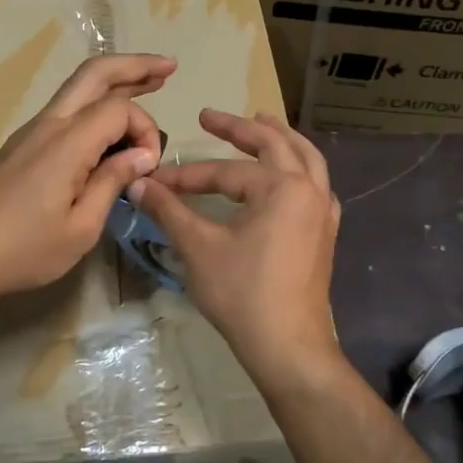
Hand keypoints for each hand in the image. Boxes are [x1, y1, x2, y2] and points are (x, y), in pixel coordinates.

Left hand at [0, 53, 172, 301]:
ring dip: (116, 81)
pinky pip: (67, 109)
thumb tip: (141, 155)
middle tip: (169, 66)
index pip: (119, 109)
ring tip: (151, 82)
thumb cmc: (23, 248)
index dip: (145, 130)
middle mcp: (50, 124)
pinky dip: (97, 103)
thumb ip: (112, 183)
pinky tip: (112, 122)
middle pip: (94, 74)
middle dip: (135, 65)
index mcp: (67, 143)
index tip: (148, 168)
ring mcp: (33, 131)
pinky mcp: (25, 144)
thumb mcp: (81, 228)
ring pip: (78, 87)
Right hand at [129, 109, 342, 385]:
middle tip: (210, 117)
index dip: (186, 175)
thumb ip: (170, 210)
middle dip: (240, 128)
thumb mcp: (199, 247)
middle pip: (275, 145)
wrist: (288, 346)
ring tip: (262, 121)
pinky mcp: (324, 234)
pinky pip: (317, 186)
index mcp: (282, 187)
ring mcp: (323, 212)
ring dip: (281, 138)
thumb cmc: (242, 294)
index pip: (225, 172)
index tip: (155, 180)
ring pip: (307, 160)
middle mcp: (309, 190)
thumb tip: (138, 184)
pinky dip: (301, 169)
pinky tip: (290, 175)